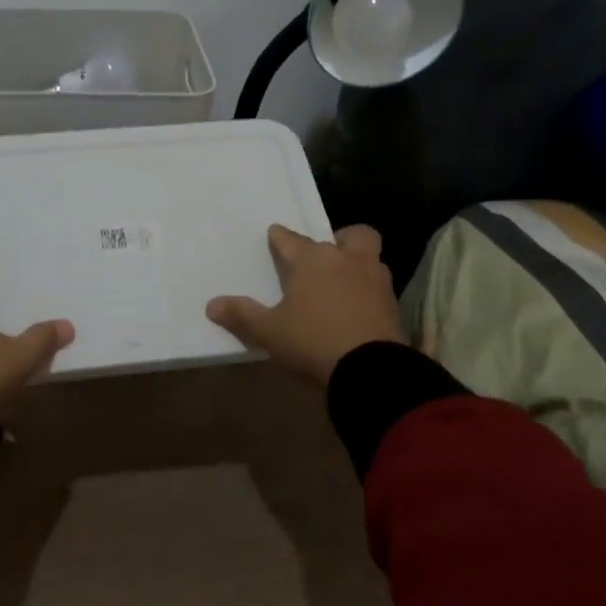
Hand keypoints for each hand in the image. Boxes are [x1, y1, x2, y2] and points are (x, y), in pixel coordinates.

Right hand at [206, 224, 405, 386]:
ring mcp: (375, 280)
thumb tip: (211, 305)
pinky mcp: (393, 304)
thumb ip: (242, 316)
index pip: (291, 239)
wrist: (371, 370)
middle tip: (327, 256)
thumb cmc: (313, 341)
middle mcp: (347, 260)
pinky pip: (379, 286)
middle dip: (339, 239)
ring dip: (358, 263)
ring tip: (343, 283)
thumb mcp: (270, 332)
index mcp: (313, 260)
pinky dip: (369, 291)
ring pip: (370, 257)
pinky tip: (358, 307)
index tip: (274, 235)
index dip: (279, 237)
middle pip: (351, 235)